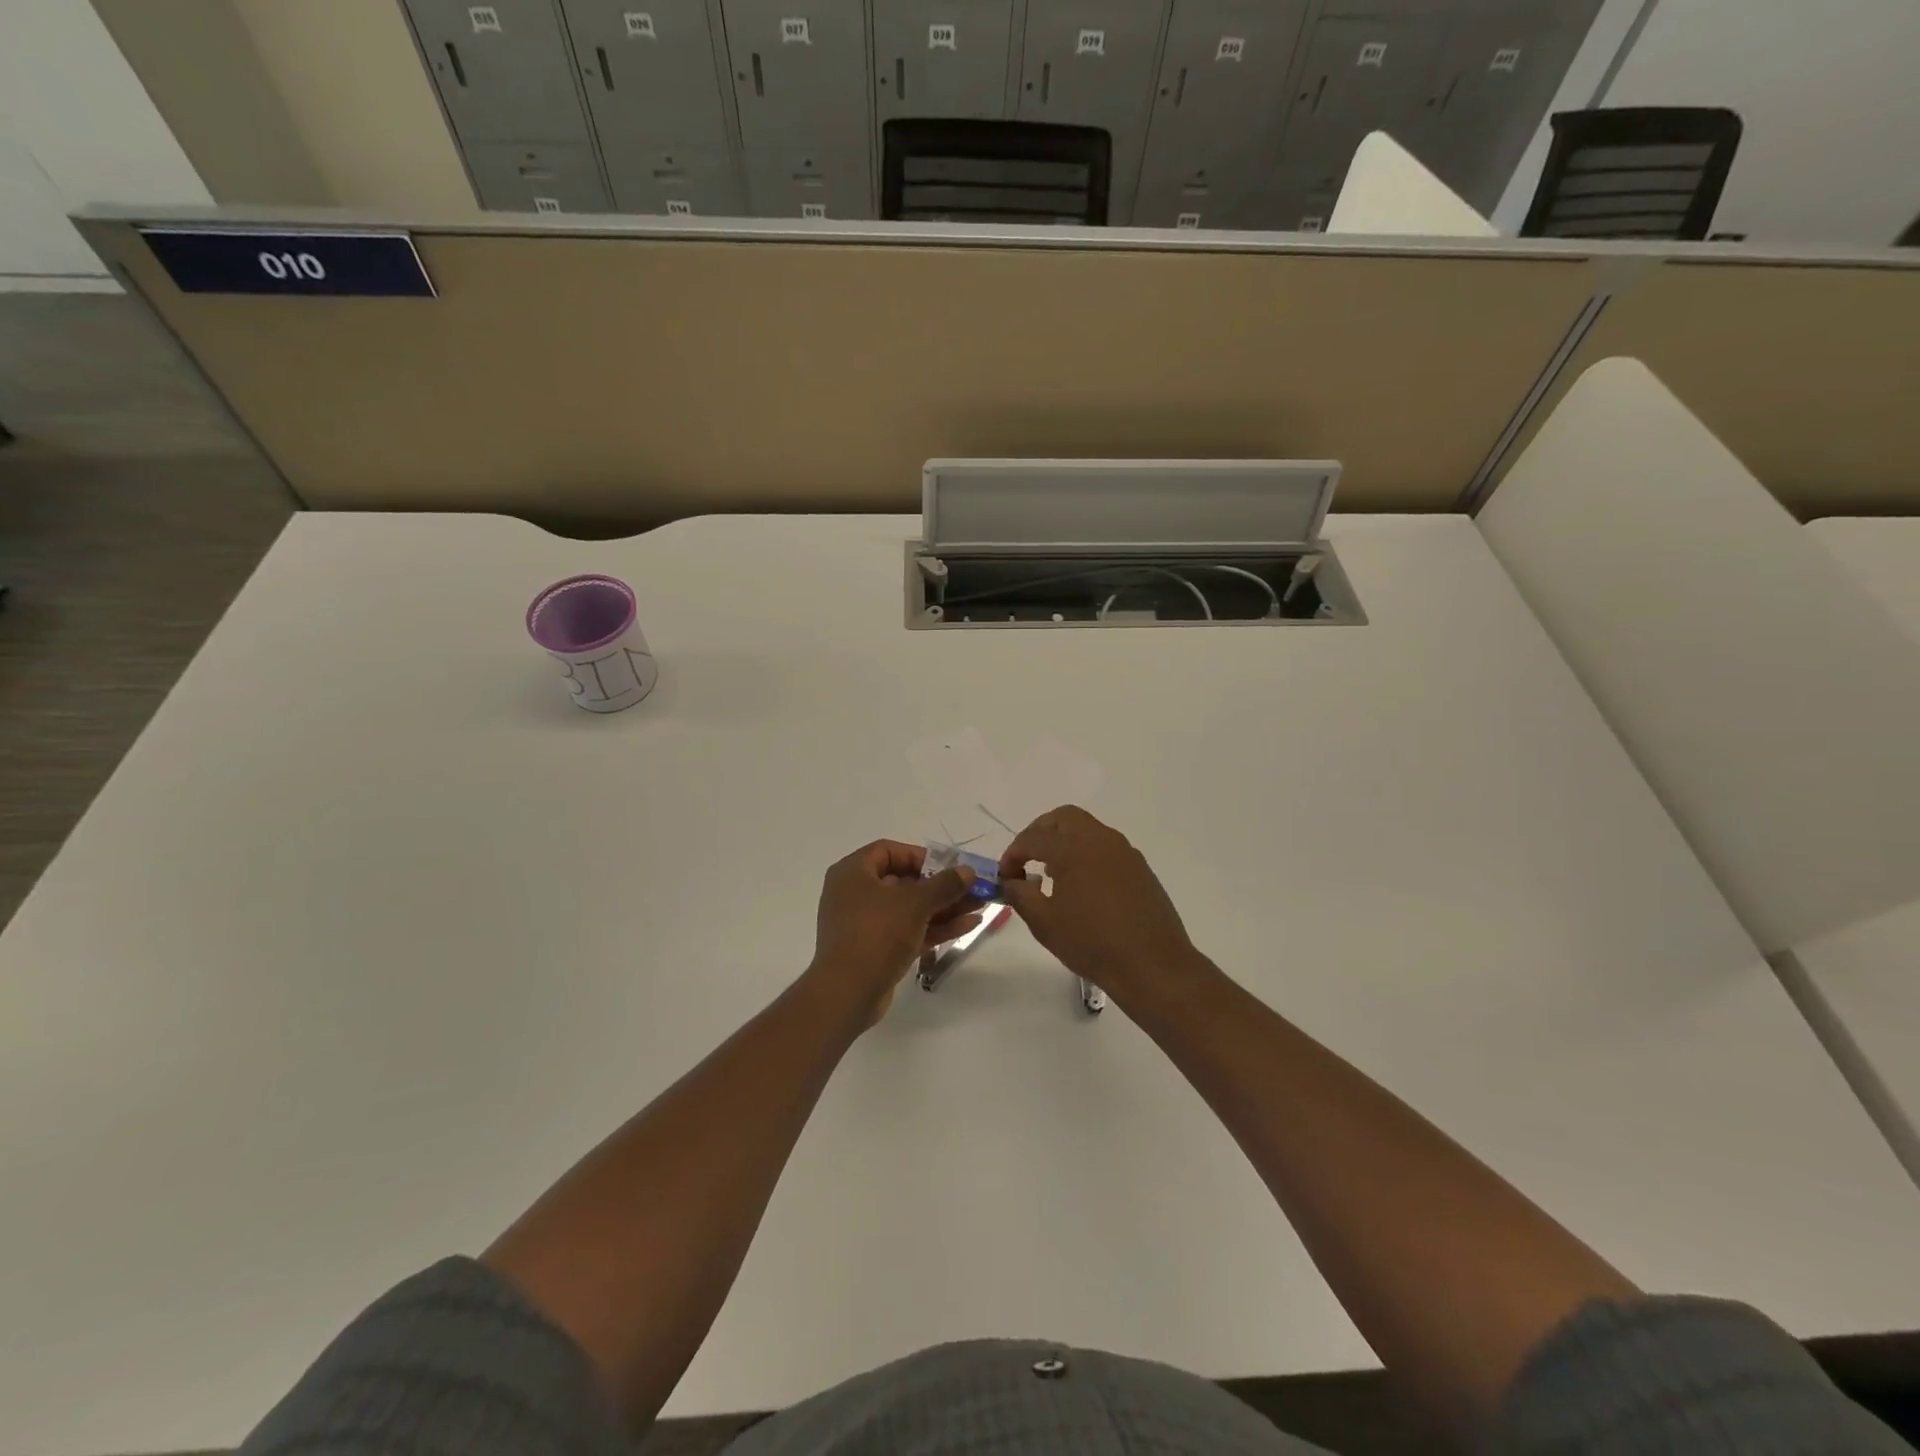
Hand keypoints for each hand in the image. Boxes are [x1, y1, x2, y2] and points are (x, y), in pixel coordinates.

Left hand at [808, 840, 982, 1019]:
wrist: (847, 994)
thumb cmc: (876, 934)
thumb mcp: (915, 903)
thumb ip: (944, 884)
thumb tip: (968, 871)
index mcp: (853, 872)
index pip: (888, 851)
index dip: (920, 856)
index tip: (948, 867)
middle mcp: (856, 893)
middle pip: (903, 881)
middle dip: (941, 886)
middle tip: (972, 888)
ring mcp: (865, 924)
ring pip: (909, 909)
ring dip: (944, 907)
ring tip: (979, 906)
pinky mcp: (876, 950)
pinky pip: (908, 930)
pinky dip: (934, 927)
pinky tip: (968, 926)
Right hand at [998, 806, 1202, 1004]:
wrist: (1152, 964)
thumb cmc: (1092, 943)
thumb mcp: (1045, 923)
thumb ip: (1021, 895)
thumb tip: (1011, 882)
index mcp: (1073, 849)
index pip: (1033, 838)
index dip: (1013, 854)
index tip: (1006, 876)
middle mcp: (1100, 840)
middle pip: (1063, 818)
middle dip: (1039, 832)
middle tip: (1027, 859)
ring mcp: (1124, 852)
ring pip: (1087, 829)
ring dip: (1064, 841)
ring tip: (1052, 873)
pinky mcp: (1140, 867)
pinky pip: (1106, 847)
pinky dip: (1086, 854)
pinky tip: (1082, 885)